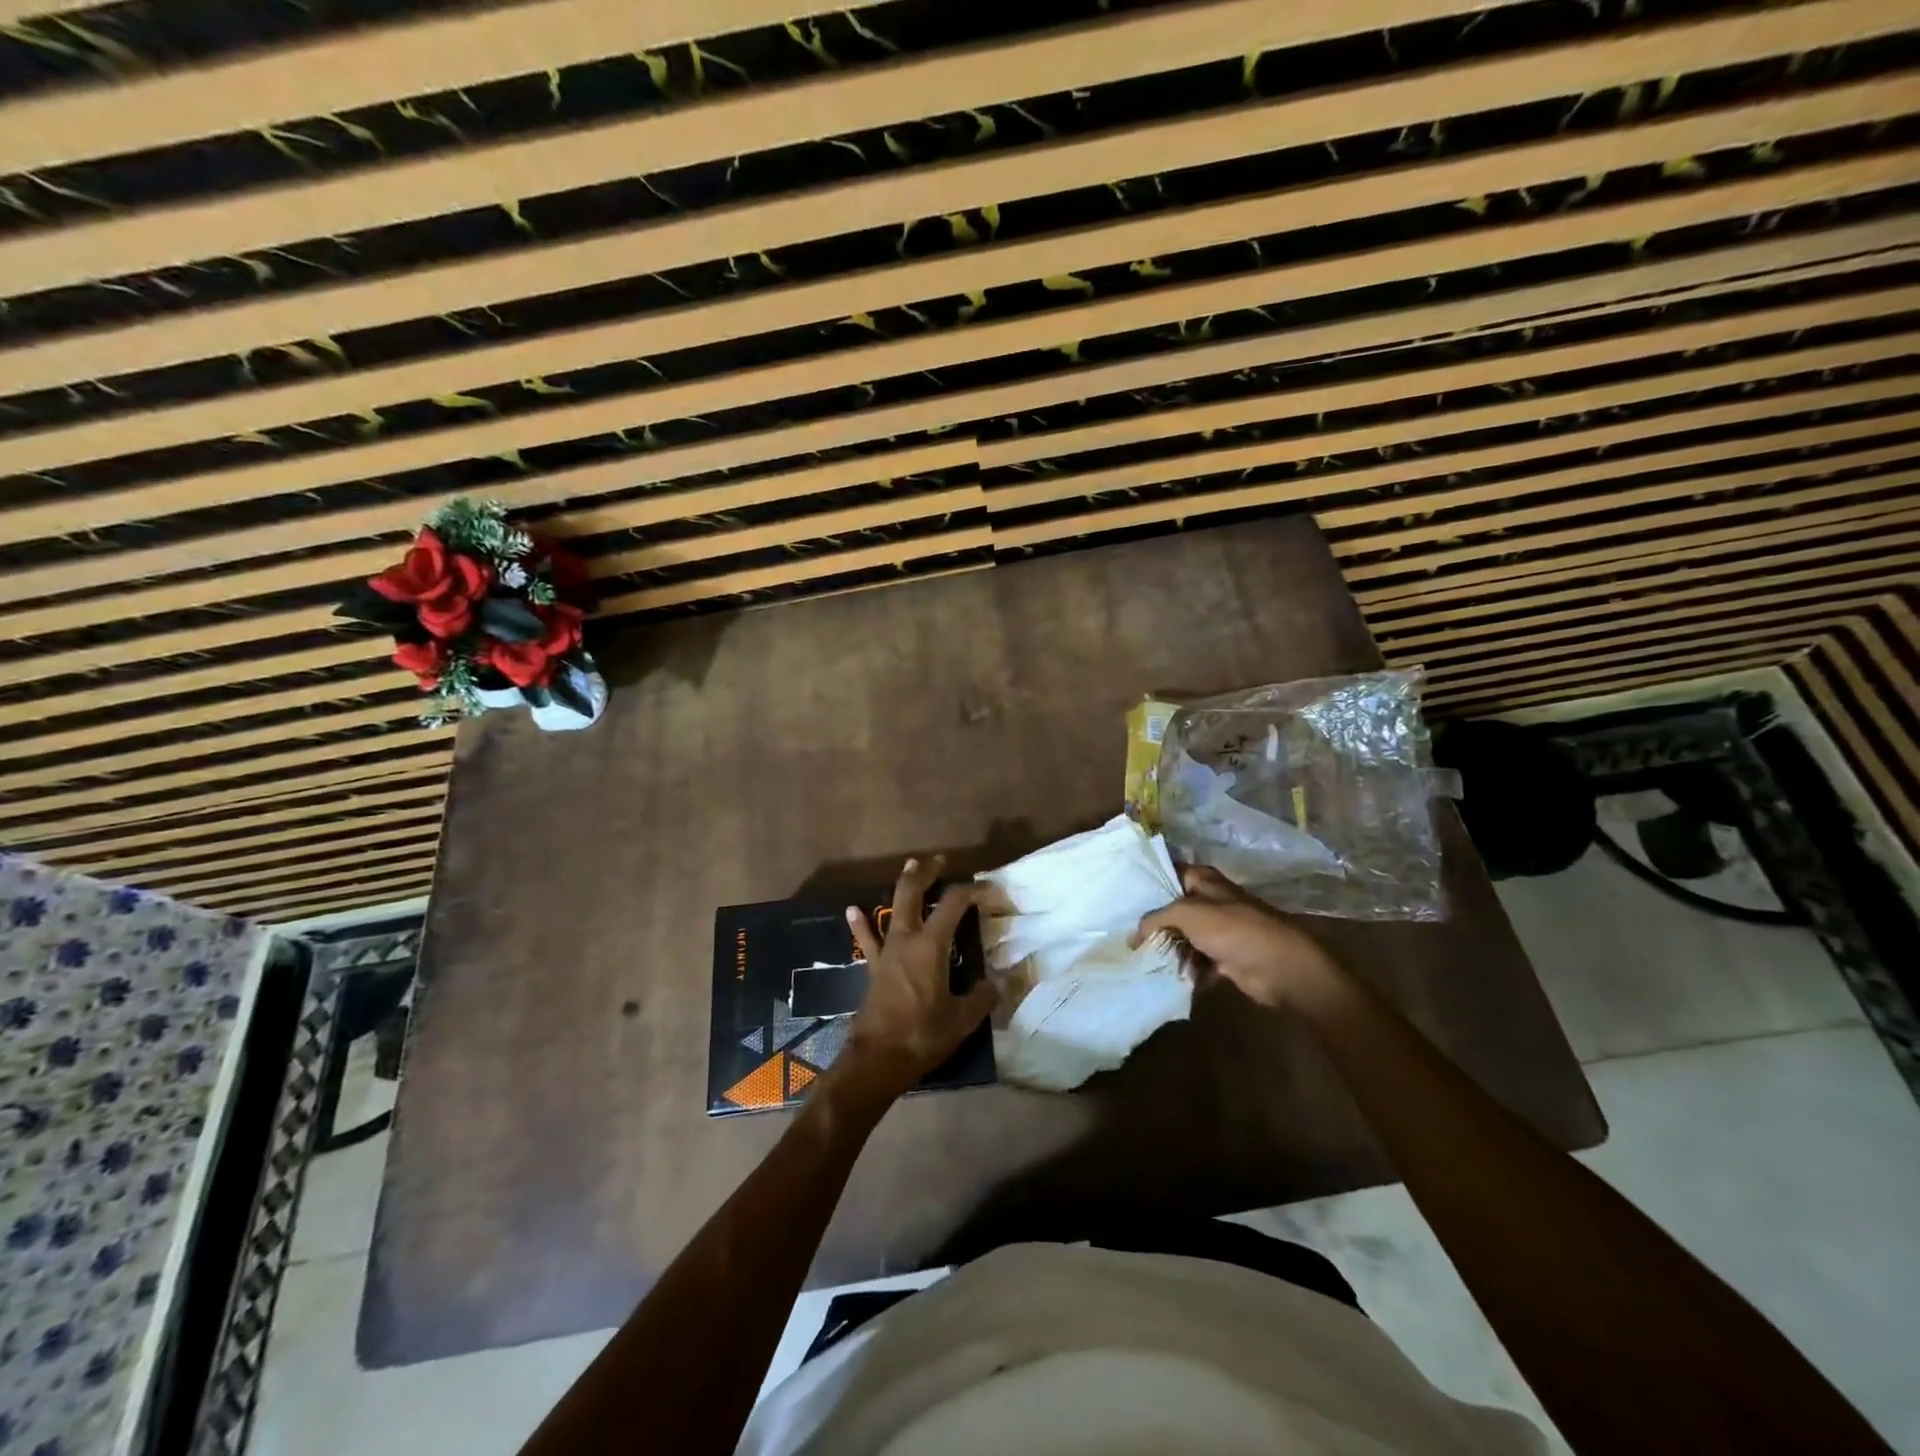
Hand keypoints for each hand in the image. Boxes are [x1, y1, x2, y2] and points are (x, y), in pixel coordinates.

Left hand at [836, 856, 997, 1105]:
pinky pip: (867, 939)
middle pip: (914, 893)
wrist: (877, 1059)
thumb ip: (983, 997)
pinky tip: (852, 909)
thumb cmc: (922, 1035)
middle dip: (927, 873)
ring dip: (903, 887)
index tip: (990, 891)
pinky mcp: (873, 967)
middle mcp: (906, 939)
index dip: (974, 891)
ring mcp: (886, 951)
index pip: (954, 903)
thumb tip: (1001, 982)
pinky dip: (861, 923)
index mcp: (931, 946)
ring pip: (892, 908)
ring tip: (909, 866)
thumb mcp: (962, 1019)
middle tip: (940, 861)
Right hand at [1131, 864, 1345, 1011]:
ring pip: (1182, 937)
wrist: (1280, 967)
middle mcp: (1209, 901)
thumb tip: (1133, 935)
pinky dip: (1183, 969)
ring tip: (1140, 960)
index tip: (1121, 897)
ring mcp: (1217, 931)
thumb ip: (1156, 918)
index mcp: (1203, 880)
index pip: (1168, 873)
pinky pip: (1194, 961)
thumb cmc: (1234, 929)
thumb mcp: (1187, 913)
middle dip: (1151, 923)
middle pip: (1172, 909)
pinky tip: (1164, 977)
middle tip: (1125, 935)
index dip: (1147, 884)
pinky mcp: (1223, 957)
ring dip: (1166, 949)